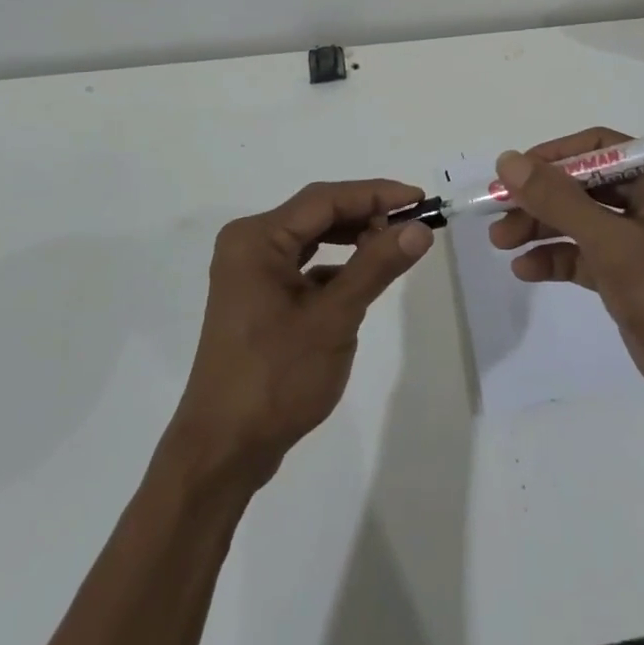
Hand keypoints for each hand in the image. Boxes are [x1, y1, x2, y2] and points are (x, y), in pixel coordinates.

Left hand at [169, 180, 433, 487]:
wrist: (224, 451)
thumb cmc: (276, 378)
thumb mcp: (334, 319)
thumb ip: (376, 266)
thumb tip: (418, 229)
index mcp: (257, 239)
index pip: (324, 199)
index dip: (375, 194)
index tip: (420, 199)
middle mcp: (248, 245)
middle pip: (317, 214)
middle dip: (366, 214)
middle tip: (412, 223)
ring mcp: (250, 272)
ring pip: (311, 239)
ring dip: (352, 238)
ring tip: (394, 243)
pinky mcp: (257, 298)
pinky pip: (302, 265)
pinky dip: (334, 266)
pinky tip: (361, 278)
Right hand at [490, 128, 643, 430]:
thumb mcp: (613, 244)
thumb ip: (559, 201)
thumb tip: (508, 160)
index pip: (600, 147)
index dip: (553, 157)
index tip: (512, 173)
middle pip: (585, 184)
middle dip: (541, 200)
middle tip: (498, 214)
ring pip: (582, 220)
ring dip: (542, 228)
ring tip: (501, 242)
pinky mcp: (632, 274)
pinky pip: (587, 254)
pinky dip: (557, 258)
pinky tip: (526, 269)